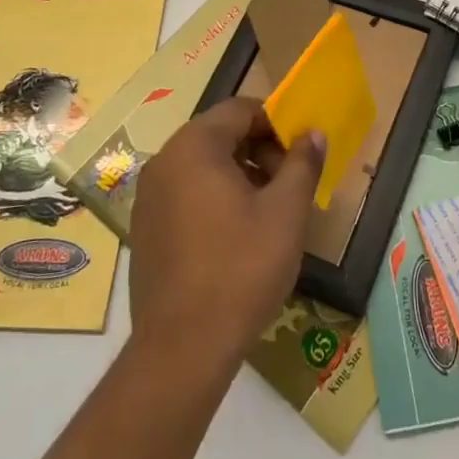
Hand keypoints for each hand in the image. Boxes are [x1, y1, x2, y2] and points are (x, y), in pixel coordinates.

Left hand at [127, 99, 325, 385]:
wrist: (182, 348)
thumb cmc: (241, 269)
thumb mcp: (286, 212)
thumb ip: (302, 164)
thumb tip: (313, 133)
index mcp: (194, 146)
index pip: (240, 110)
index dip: (276, 125)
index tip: (300, 155)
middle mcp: (164, 161)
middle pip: (219, 134)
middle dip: (259, 151)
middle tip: (288, 186)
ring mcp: (149, 196)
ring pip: (202, 165)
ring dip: (239, 175)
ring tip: (268, 213)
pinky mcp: (144, 228)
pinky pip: (185, 193)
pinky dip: (214, 198)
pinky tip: (237, 236)